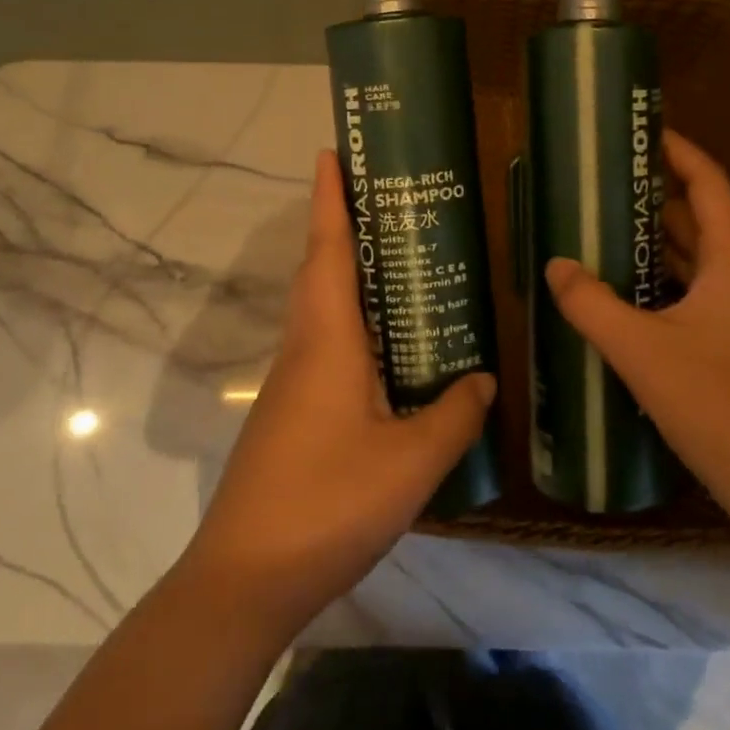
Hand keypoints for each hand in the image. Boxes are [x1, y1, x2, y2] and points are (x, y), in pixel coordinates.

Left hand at [179, 150, 494, 637]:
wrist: (245, 578)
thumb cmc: (328, 503)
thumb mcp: (411, 462)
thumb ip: (453, 416)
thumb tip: (484, 379)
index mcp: (327, 339)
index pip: (328, 248)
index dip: (330, 197)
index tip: (331, 151)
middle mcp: (304, 347)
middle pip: (320, 268)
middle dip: (341, 223)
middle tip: (382, 196)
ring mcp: (291, 382)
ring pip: (320, 307)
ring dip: (346, 272)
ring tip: (395, 260)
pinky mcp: (290, 412)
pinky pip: (324, 345)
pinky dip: (351, 323)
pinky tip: (385, 348)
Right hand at [544, 129, 729, 534]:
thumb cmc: (719, 405)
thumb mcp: (642, 351)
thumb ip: (592, 304)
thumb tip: (555, 265)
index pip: (711, 188)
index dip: (682, 153)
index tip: (646, 131)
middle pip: (702, 223)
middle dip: (658, 196)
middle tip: (608, 182)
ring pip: (696, 265)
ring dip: (657, 243)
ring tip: (606, 229)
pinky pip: (691, 299)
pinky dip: (660, 285)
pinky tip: (623, 297)